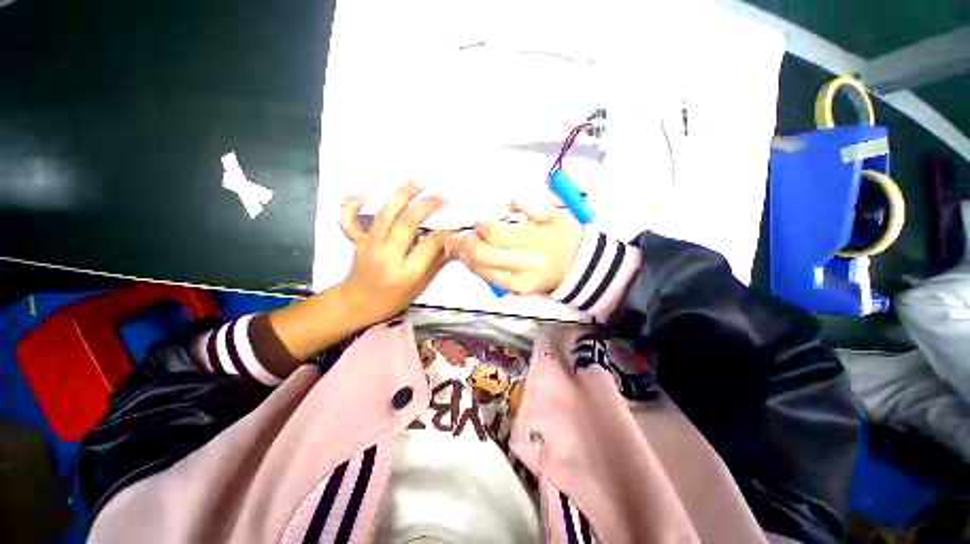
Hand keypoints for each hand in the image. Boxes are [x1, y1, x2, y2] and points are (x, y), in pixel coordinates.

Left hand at [338, 182, 449, 322]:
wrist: (357, 304)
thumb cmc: (393, 298)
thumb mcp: (420, 286)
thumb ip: (437, 263)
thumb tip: (453, 245)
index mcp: (406, 271)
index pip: (429, 243)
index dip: (446, 232)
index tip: (456, 225)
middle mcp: (387, 254)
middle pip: (407, 222)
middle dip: (427, 206)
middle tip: (442, 198)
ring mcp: (369, 245)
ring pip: (385, 214)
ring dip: (402, 195)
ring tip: (418, 183)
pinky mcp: (357, 241)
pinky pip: (349, 220)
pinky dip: (352, 204)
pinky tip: (364, 193)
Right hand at [444, 196, 582, 295]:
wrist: (583, 264)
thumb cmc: (546, 273)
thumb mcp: (519, 282)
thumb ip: (493, 271)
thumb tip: (464, 252)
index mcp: (519, 283)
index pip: (479, 267)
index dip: (461, 253)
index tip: (454, 244)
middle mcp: (527, 264)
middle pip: (480, 250)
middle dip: (465, 240)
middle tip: (466, 234)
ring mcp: (538, 239)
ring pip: (493, 228)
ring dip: (483, 225)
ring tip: (487, 225)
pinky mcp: (550, 217)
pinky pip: (523, 203)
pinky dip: (514, 202)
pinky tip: (513, 208)